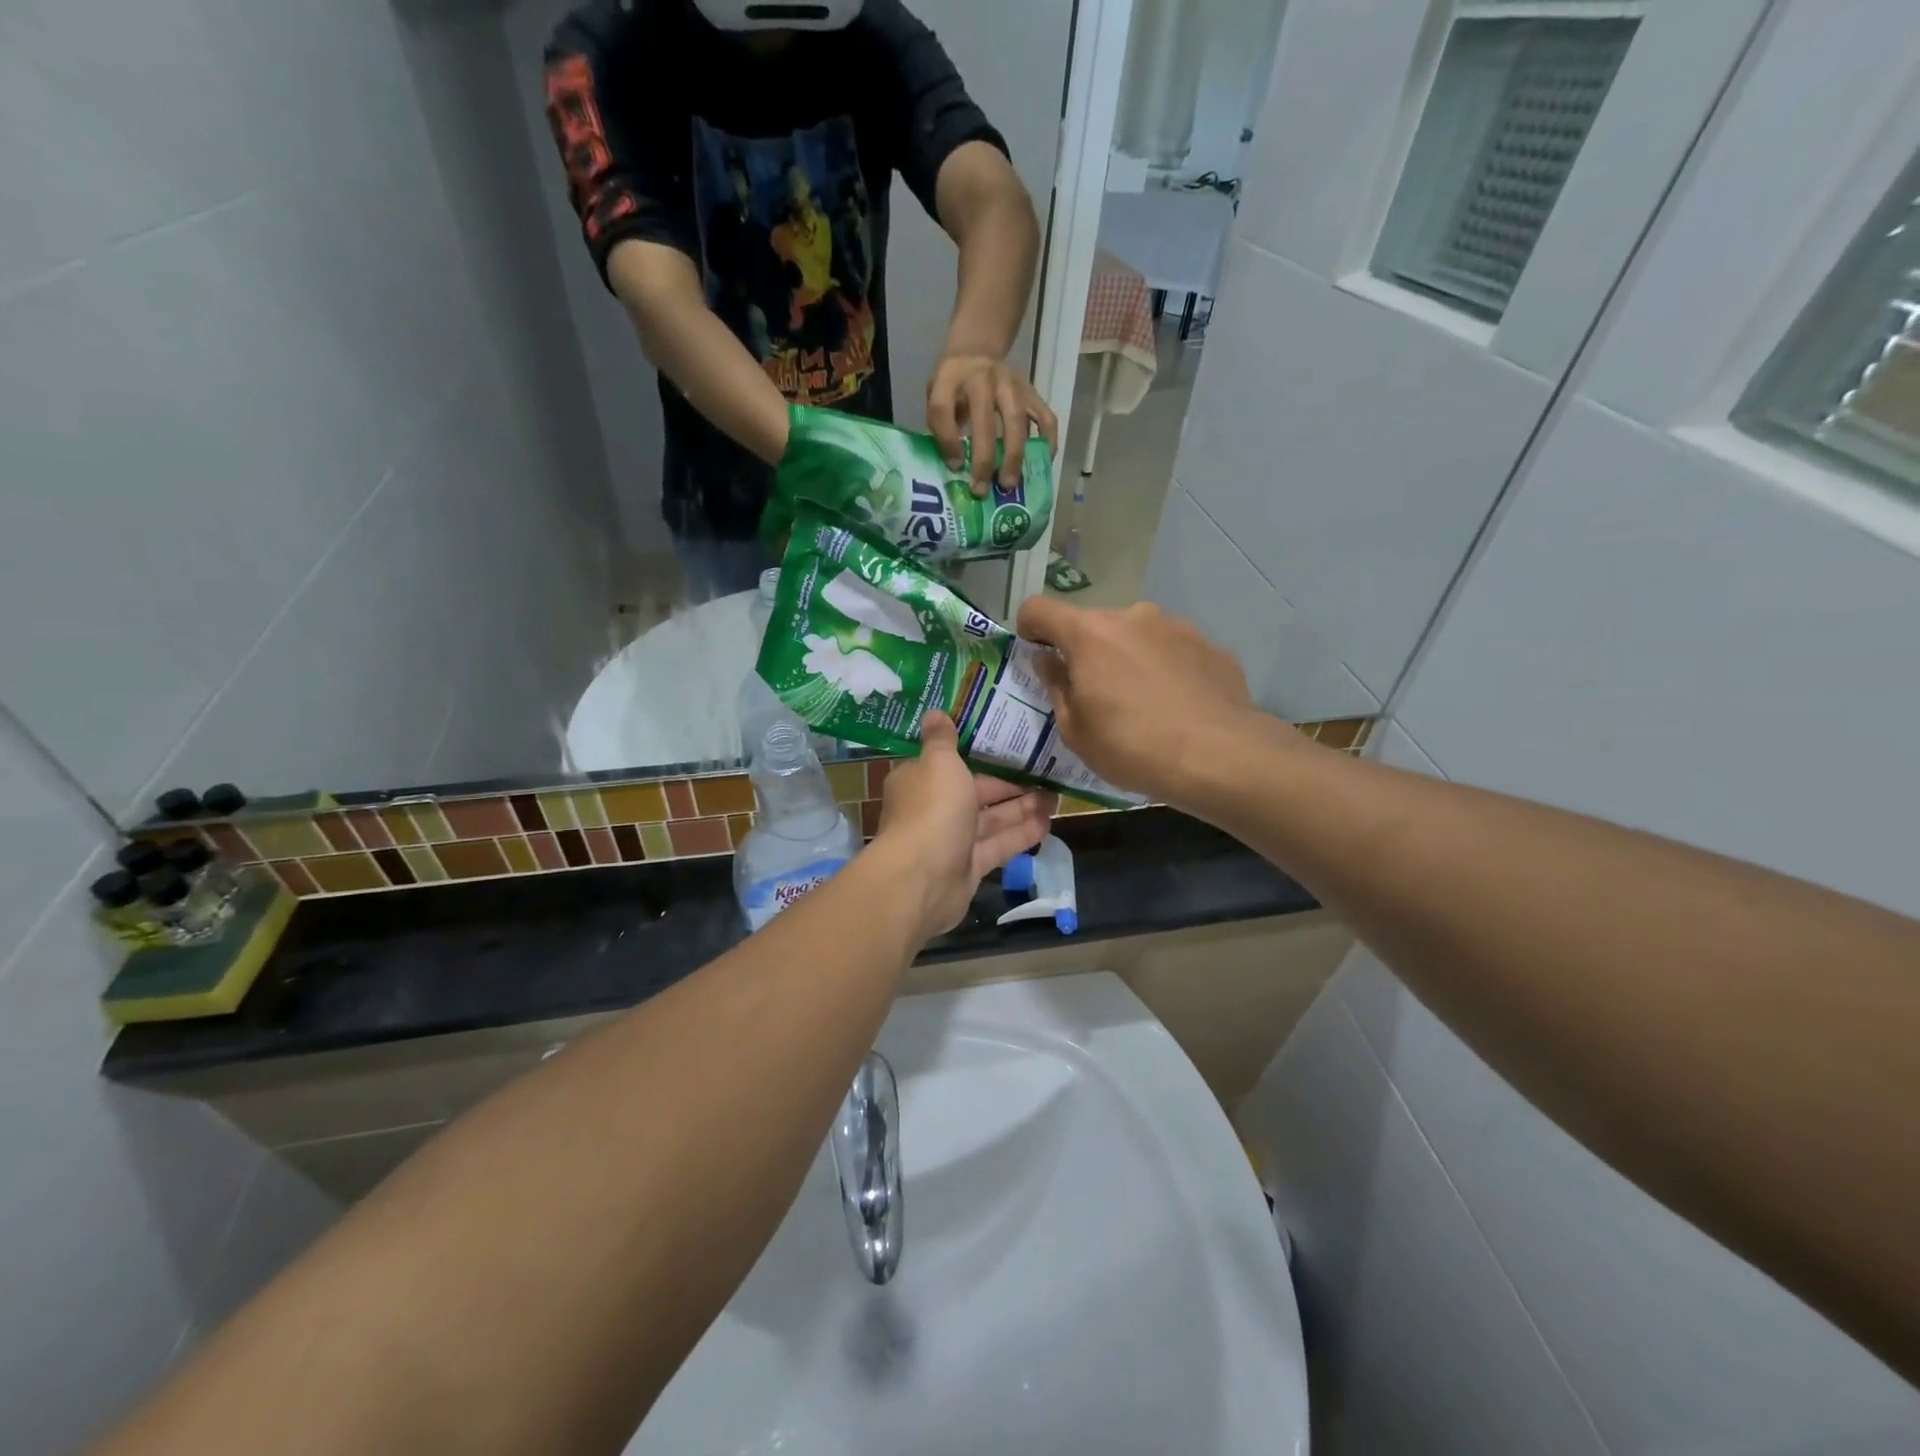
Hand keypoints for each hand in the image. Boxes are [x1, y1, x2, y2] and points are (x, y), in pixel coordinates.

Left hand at [873, 712, 1056, 940]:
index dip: (983, 756)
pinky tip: (1049, 824)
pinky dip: (1021, 835)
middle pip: (977, 793)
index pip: (953, 763)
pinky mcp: (968, 868)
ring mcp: (951, 841)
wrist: (922, 879)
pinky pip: (998, 846)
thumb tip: (934, 712)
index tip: (1013, 747)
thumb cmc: (932, 810)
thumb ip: (942, 739)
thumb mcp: (939, 763)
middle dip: (1011, 785)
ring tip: (1056, 797)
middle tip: (1048, 774)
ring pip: (991, 820)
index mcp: (921, 780)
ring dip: (1022, 809)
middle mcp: (934, 809)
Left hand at [926, 353, 1058, 495]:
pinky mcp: (1031, 391)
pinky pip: (1045, 417)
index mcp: (950, 378)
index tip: (954, 467)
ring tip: (1009, 484)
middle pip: (985, 420)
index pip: (943, 409)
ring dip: (1013, 456)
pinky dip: (1047, 441)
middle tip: (981, 490)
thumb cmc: (953, 385)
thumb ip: (942, 428)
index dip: (947, 441)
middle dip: (983, 460)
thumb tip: (957, 470)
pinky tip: (1041, 463)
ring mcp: (1010, 383)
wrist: (976, 351)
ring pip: (1016, 421)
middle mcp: (982, 377)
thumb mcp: (936, 397)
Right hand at [1015, 597, 1301, 806]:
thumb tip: (1050, 661)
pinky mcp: (1209, 644)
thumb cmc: (1133, 747)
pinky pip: (1171, 651)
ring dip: (1128, 659)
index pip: (1039, 608)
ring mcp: (1175, 626)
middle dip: (1085, 652)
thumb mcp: (1076, 731)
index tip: (1035, 654)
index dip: (1029, 628)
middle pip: (1092, 625)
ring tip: (1142, 704)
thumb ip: (1056, 687)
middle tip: (1095, 696)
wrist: (1221, 756)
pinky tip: (1176, 706)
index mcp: (1089, 633)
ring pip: (1135, 635)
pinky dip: (1164, 669)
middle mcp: (1131, 616)